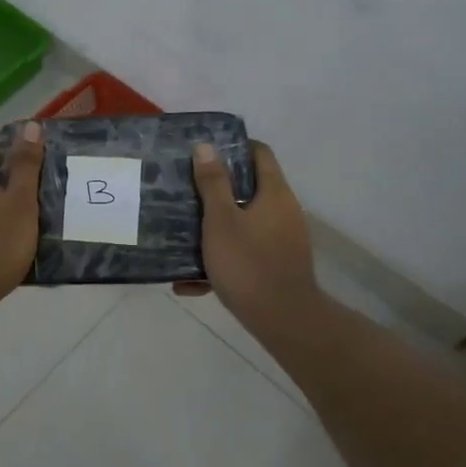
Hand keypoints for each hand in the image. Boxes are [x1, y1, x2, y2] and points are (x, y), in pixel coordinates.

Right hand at [178, 138, 321, 337]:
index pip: (259, 153)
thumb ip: (213, 183)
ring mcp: (283, 240)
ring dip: (215, 227)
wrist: (283, 320)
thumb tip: (206, 146)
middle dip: (216, 190)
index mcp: (274, 193)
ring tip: (181, 233)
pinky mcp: (277, 266)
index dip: (233, 147)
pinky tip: (190, 282)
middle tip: (184, 190)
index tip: (204, 152)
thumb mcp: (221, 220)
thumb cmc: (248, 263)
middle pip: (249, 188)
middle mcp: (284, 211)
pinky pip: (245, 254)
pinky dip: (221, 260)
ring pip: (244, 223)